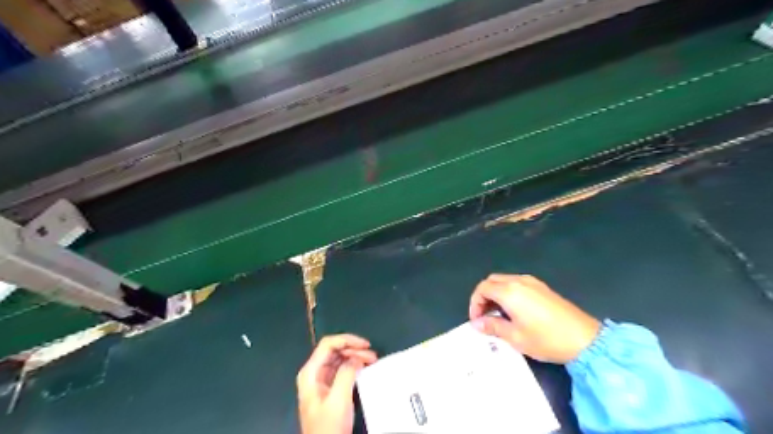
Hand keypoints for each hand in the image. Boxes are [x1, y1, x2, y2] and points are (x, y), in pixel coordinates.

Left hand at [299, 335, 377, 432]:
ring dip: (355, 356)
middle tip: (372, 356)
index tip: (365, 345)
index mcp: (310, 372)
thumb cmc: (329, 426)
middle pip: (334, 350)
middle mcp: (314, 372)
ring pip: (339, 358)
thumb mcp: (339, 399)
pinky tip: (364, 368)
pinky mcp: (328, 388)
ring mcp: (320, 380)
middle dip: (354, 349)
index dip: (347, 340)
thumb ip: (346, 373)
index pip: (328, 344)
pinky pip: (341, 369)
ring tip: (371, 360)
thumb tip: (357, 357)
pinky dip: (353, 365)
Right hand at [468, 275, 600, 362]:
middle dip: (484, 296)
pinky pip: (517, 283)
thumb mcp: (515, 337)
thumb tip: (476, 324)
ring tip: (499, 315)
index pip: (482, 289)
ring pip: (505, 281)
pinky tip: (515, 311)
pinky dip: (508, 293)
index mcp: (509, 291)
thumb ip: (492, 327)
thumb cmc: (546, 339)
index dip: (475, 303)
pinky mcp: (543, 287)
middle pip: (492, 281)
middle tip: (485, 316)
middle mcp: (519, 281)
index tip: (477, 320)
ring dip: (496, 294)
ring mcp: (533, 282)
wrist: (585, 339)